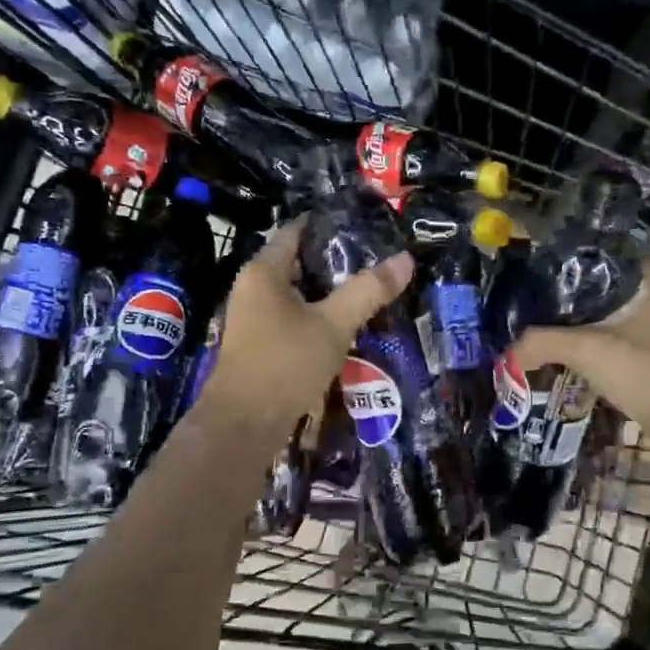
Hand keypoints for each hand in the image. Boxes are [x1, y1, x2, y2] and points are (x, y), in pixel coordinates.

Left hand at [200, 218, 412, 433]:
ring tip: (369, 290)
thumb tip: (405, 259)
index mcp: (264, 272)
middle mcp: (253, 288)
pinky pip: (294, 319)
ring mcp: (254, 319)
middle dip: (336, 261)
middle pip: (298, 262)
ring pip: (298, 294)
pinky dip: (319, 317)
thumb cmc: (285, 364)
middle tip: (377, 259)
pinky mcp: (261, 345)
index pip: (296, 231)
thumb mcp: (334, 324)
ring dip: (330, 293)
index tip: (365, 224)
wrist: (244, 425)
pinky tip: (347, 326)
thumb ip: (368, 291)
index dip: (329, 224)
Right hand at [512, 260, 649, 447]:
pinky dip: (609, 352)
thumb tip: (508, 353)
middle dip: (583, 302)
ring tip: (559, 334)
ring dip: (596, 329)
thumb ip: (543, 343)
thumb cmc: (647, 374)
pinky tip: (584, 362)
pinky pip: (632, 347)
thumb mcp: (588, 351)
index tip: (549, 276)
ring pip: (625, 322)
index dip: (581, 265)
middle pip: (617, 293)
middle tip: (547, 308)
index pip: (614, 260)